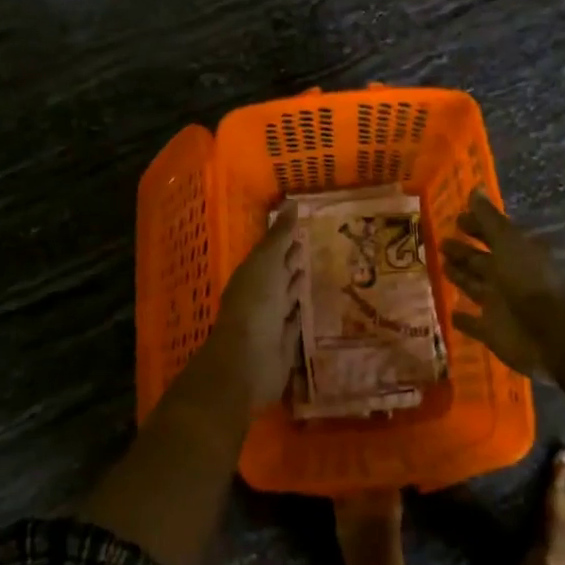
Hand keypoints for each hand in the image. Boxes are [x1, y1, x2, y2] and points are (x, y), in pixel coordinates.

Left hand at [200, 209, 305, 411]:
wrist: (247, 362)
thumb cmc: (254, 305)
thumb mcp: (267, 262)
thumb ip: (279, 236)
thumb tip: (291, 202)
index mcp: (252, 274)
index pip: (271, 251)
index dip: (285, 238)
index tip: (304, 222)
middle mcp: (260, 296)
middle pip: (279, 273)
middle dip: (293, 260)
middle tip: (315, 243)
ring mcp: (271, 321)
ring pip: (287, 297)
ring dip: (298, 285)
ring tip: (318, 269)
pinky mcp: (284, 345)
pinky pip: (296, 324)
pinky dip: (303, 314)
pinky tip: (314, 306)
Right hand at [440, 190, 564, 381]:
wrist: (551, 333)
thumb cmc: (529, 281)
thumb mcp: (507, 243)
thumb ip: (488, 220)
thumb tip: (475, 189)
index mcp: (514, 254)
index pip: (491, 235)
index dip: (475, 226)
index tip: (455, 219)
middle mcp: (506, 277)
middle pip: (480, 261)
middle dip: (462, 251)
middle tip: (440, 242)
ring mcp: (499, 305)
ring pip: (474, 287)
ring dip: (459, 277)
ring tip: (440, 267)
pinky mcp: (492, 332)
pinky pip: (474, 323)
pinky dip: (463, 319)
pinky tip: (450, 312)